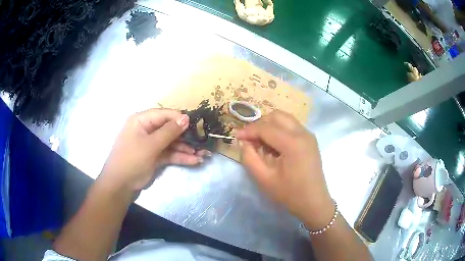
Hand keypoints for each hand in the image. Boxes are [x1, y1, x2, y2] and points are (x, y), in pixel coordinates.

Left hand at [100, 109, 208, 191]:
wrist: (120, 185)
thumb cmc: (131, 160)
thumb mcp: (151, 145)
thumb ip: (169, 131)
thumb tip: (186, 117)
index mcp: (142, 121)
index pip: (164, 114)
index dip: (180, 119)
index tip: (196, 125)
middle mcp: (147, 130)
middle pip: (170, 129)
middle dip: (186, 136)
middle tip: (203, 141)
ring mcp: (151, 144)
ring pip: (172, 143)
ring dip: (186, 149)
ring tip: (203, 154)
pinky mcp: (155, 157)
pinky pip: (170, 154)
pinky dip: (181, 157)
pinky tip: (195, 161)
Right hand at [236, 110, 333, 229]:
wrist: (314, 202)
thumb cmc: (289, 193)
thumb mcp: (264, 178)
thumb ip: (249, 157)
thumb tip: (243, 141)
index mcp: (292, 143)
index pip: (266, 127)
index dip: (248, 130)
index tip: (236, 137)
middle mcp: (302, 133)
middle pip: (276, 116)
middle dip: (260, 125)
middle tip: (250, 140)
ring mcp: (308, 135)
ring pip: (285, 119)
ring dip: (270, 126)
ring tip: (262, 143)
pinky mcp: (310, 139)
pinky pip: (291, 126)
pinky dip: (279, 130)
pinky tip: (275, 146)